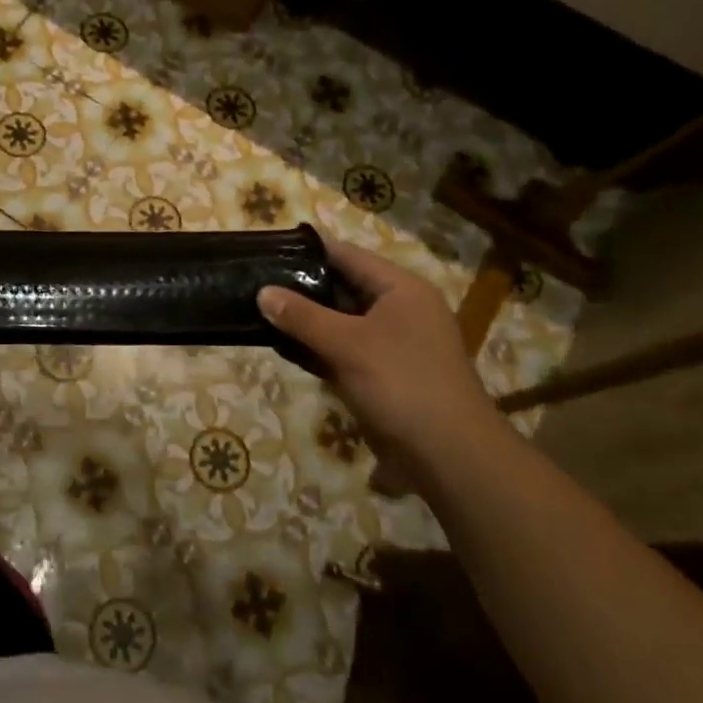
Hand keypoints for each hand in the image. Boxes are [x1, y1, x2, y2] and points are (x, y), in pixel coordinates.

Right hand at [258, 236, 504, 478]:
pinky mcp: (380, 372)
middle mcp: (398, 309)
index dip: (307, 250)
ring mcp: (390, 343)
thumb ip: (302, 316)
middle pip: (341, 286)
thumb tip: (262, 292)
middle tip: (254, 280)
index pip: (347, 255)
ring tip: (257, 309)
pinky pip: (340, 349)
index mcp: (400, 289)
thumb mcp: (347, 345)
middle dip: (299, 286)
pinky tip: (279, 345)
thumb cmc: (401, 384)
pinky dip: (314, 347)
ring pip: (338, 320)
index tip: (266, 248)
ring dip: (303, 319)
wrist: (447, 455)